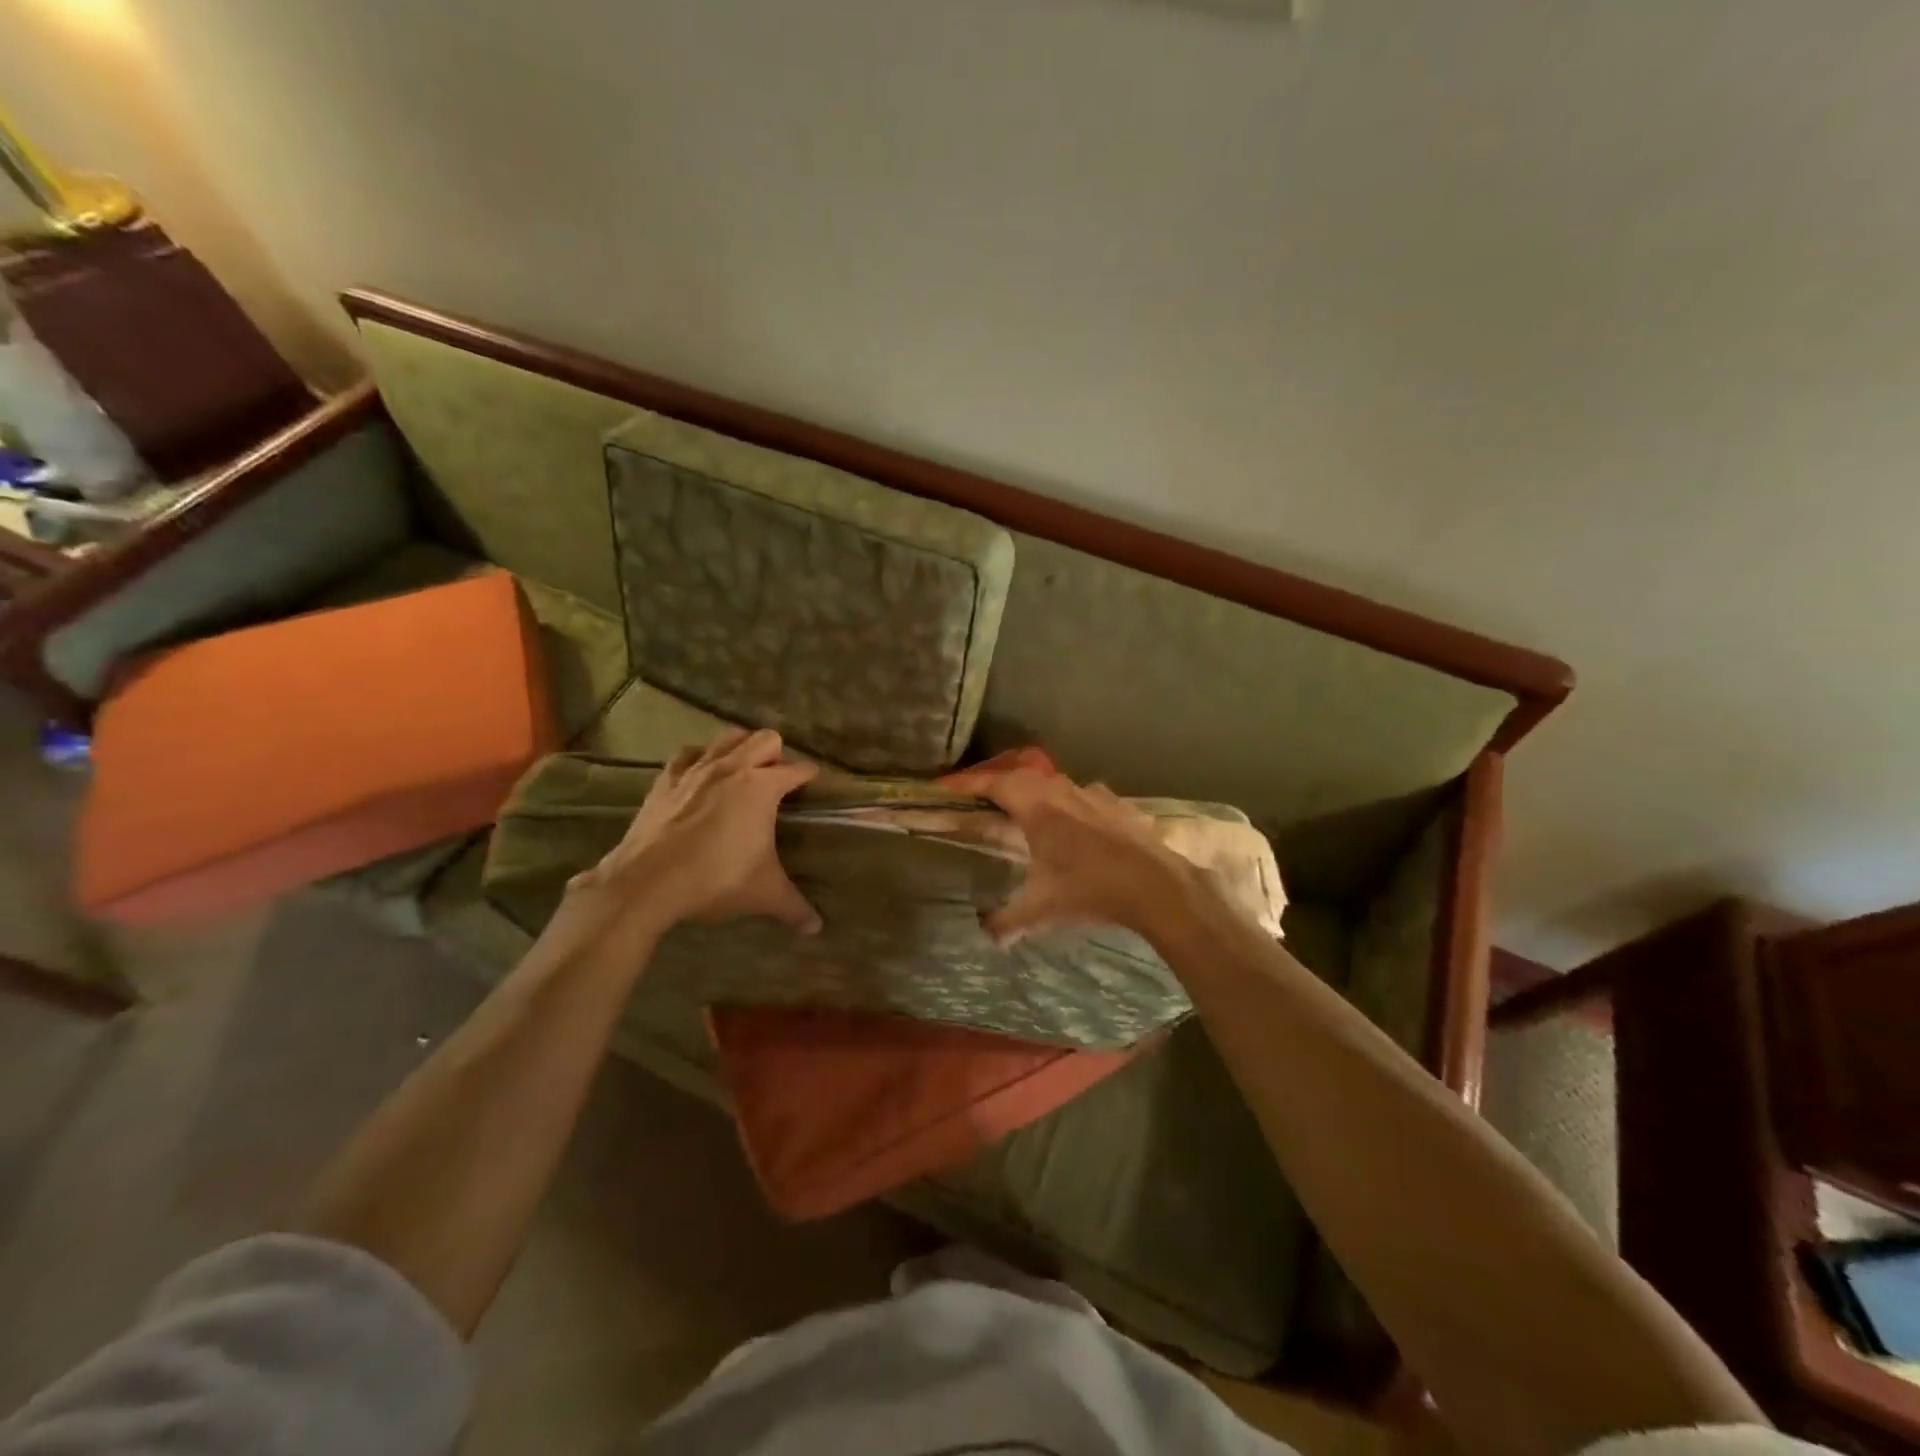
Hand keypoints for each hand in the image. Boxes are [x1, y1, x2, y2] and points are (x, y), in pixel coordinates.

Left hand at [567, 728, 821, 935]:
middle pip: (765, 739)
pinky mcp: (666, 780)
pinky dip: (699, 757)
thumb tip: (816, 927)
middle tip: (777, 779)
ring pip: (727, 737)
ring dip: (741, 746)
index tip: (814, 782)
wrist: (647, 883)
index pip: (797, 770)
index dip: (809, 776)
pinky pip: (688, 754)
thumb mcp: (763, 894)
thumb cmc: (715, 880)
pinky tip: (701, 771)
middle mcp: (732, 768)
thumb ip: (794, 907)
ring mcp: (696, 770)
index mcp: (762, 787)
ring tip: (744, 767)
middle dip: (777, 754)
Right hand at [949, 765, 1198, 944]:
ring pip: (1054, 784)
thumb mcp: (1042, 909)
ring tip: (1025, 811)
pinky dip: (1067, 803)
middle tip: (984, 800)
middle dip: (1000, 786)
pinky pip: (1082, 795)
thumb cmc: (1091, 890)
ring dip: (1035, 792)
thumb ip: (1007, 921)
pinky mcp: (1116, 804)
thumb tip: (984, 934)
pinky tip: (1072, 822)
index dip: (970, 784)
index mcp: (1038, 808)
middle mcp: (1062, 792)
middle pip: (1023, 778)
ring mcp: (1093, 795)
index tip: (948, 788)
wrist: (1156, 886)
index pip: (996, 784)